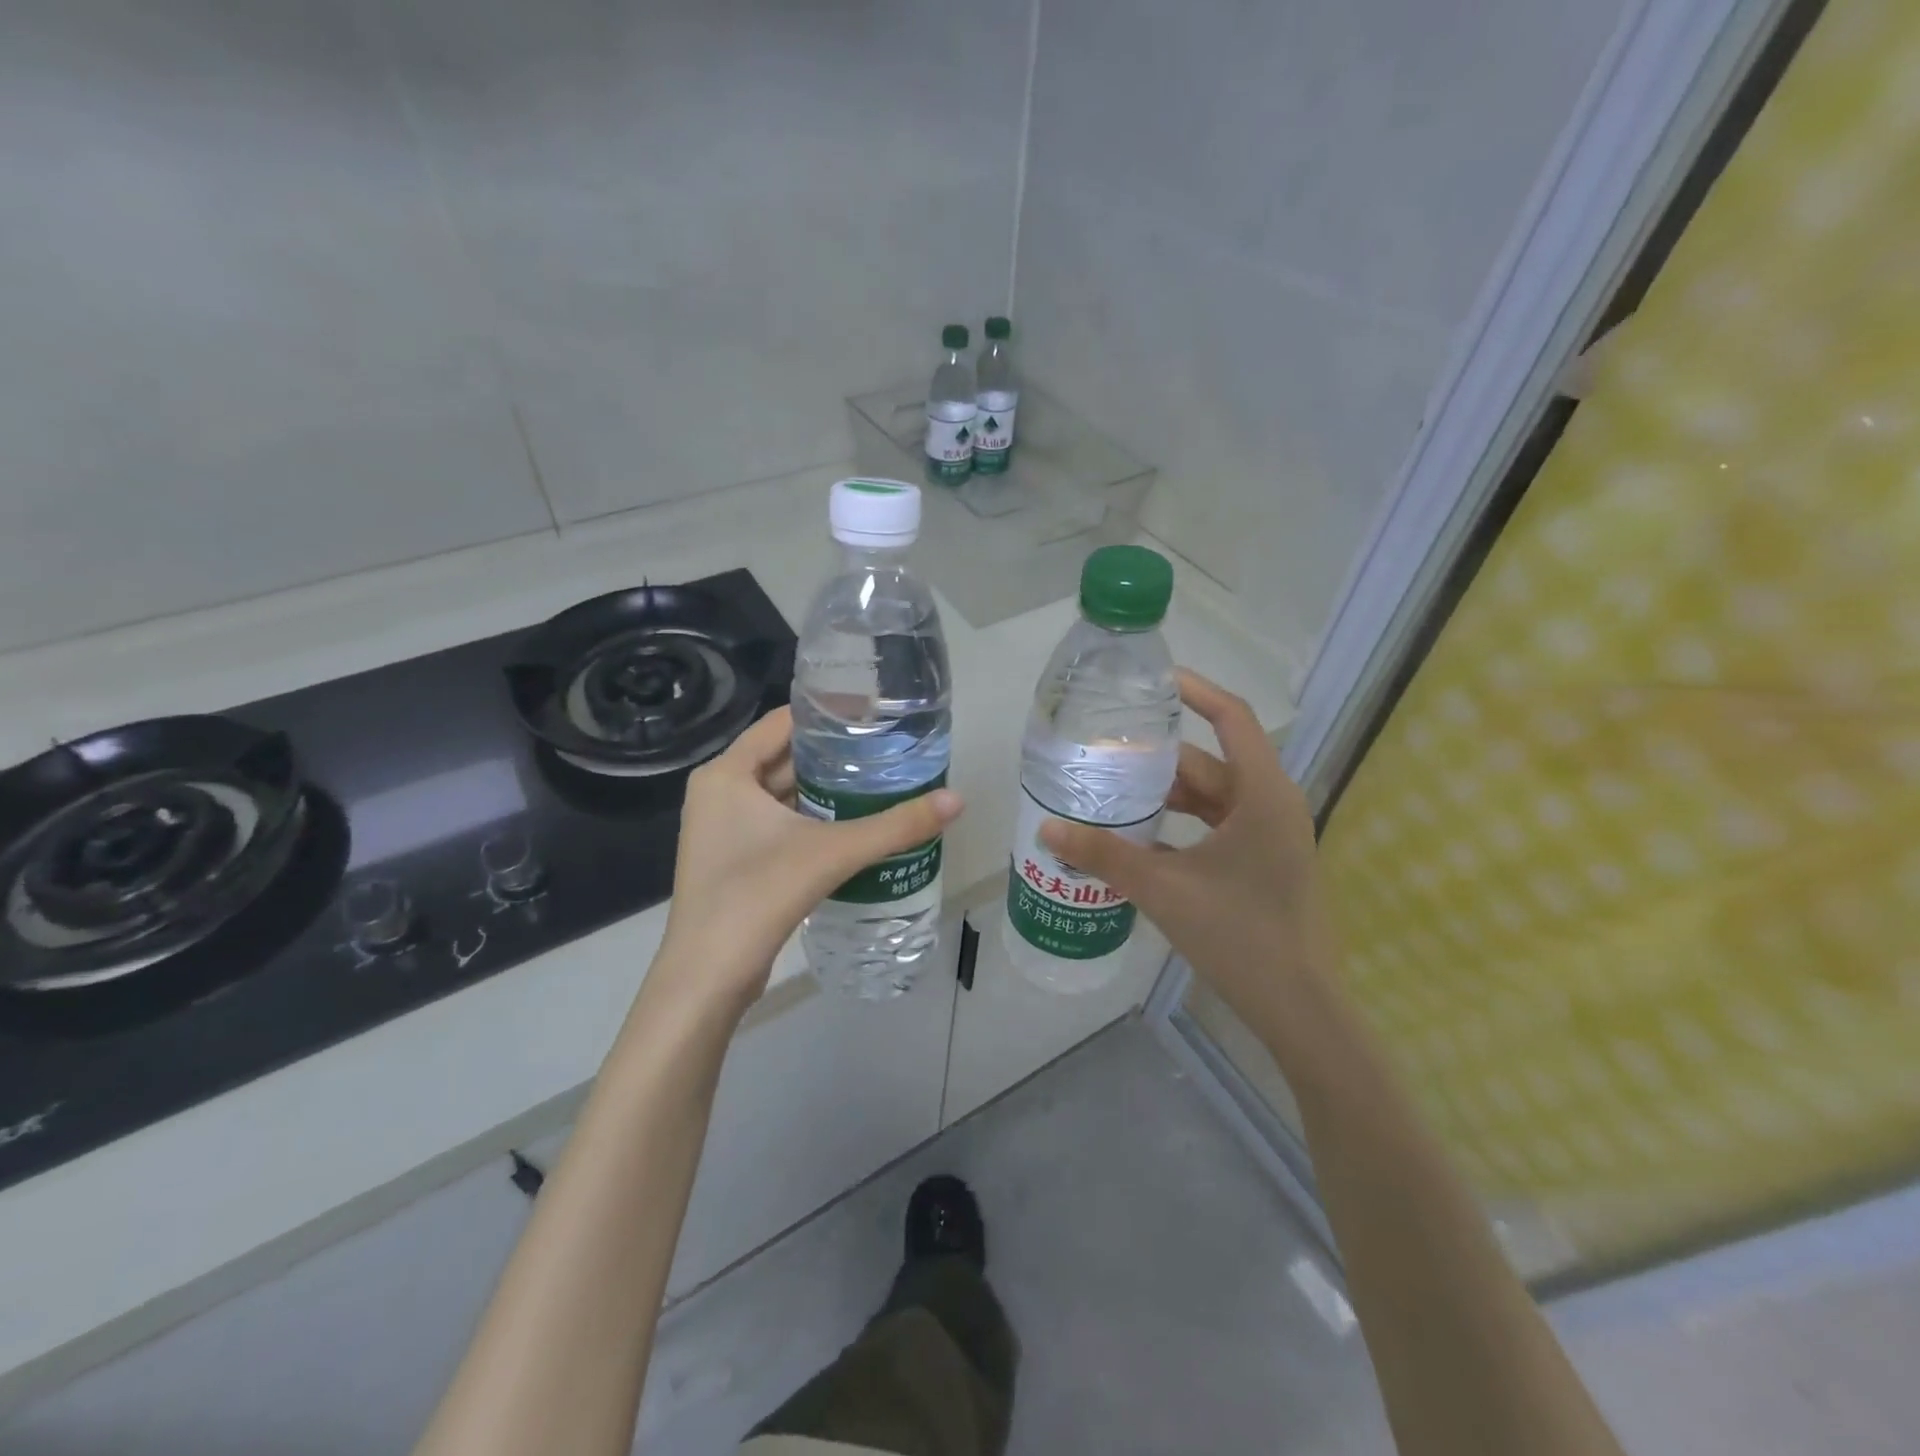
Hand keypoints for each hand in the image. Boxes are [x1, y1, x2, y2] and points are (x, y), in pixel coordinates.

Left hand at [653, 707, 962, 1016]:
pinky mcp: (733, 858)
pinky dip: (812, 817)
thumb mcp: (832, 853)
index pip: (783, 722)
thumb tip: (957, 801)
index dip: (829, 714)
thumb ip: (895, 826)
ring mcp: (722, 828)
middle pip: (784, 757)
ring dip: (826, 788)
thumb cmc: (758, 896)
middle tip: (888, 748)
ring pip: (782, 793)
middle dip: (834, 753)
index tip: (876, 713)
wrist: (707, 978)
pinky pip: (778, 821)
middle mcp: (719, 792)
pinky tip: (853, 822)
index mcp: (726, 774)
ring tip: (880, 780)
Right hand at [1039, 670, 1339, 1061]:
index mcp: (1262, 794)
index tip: (1151, 681)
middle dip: (1157, 757)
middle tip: (1103, 750)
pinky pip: (1216, 826)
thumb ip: (1105, 855)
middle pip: (1209, 762)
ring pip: (1211, 797)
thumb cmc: (1240, 936)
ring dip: (1165, 794)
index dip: (1194, 691)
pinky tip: (1138, 835)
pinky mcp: (1263, 862)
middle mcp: (1271, 804)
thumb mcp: (1164, 889)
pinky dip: (1180, 823)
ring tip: (1111, 790)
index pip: (1231, 718)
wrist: (1300, 1010)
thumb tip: (1047, 830)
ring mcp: (1270, 835)